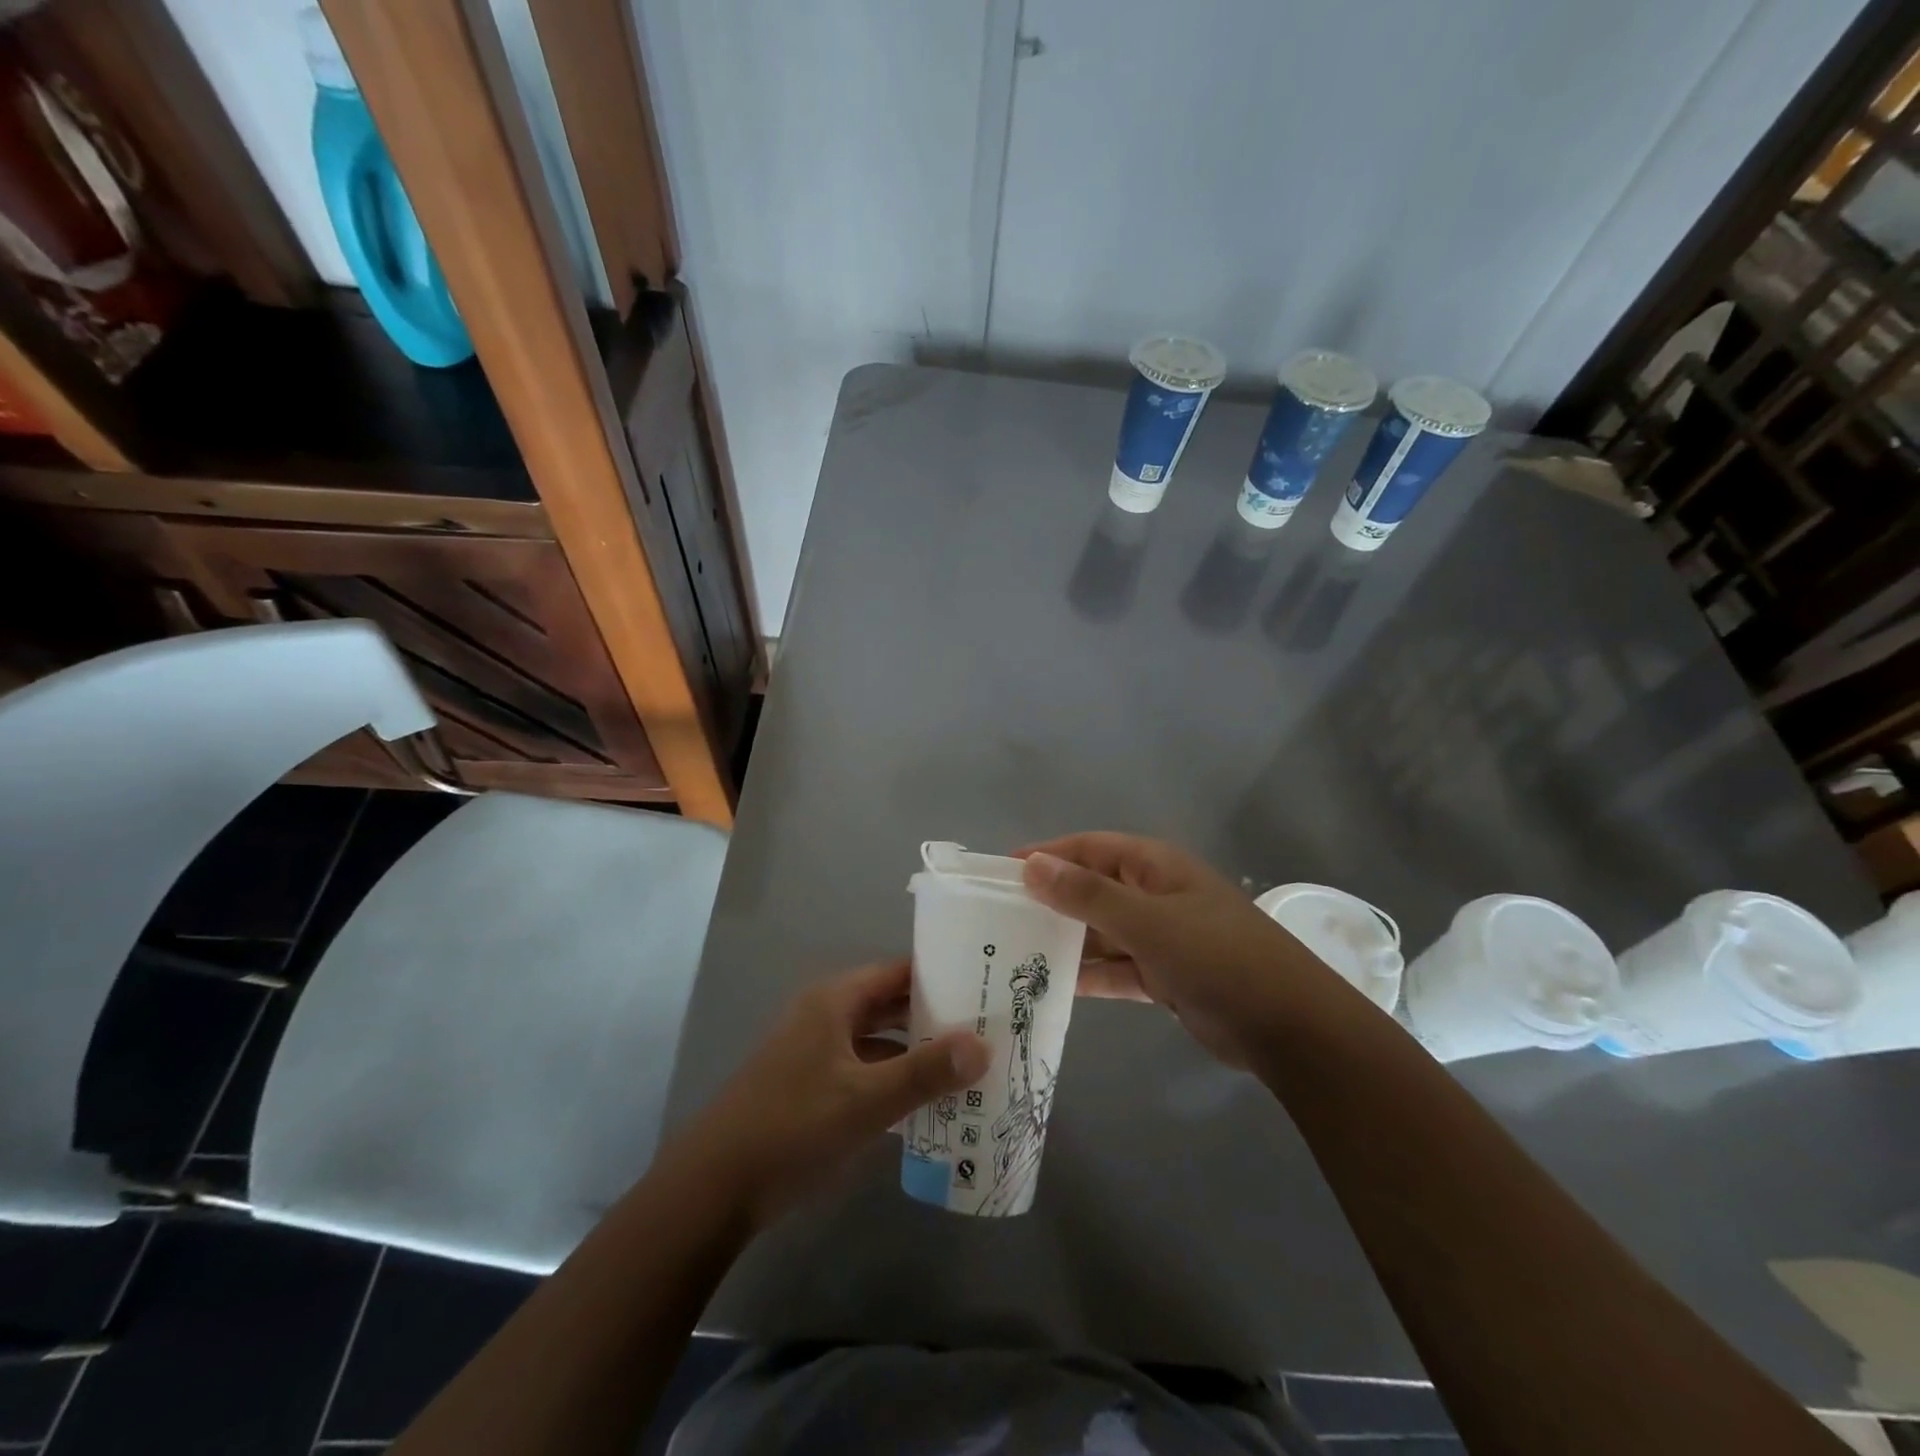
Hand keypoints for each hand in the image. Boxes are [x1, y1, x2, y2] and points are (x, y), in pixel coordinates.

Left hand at [687, 959, 989, 1229]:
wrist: (714, 1189)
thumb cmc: (792, 1127)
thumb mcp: (866, 1100)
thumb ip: (925, 1072)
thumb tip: (984, 1046)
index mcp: (835, 1000)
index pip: (899, 972)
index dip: (941, 976)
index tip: (985, 987)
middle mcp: (827, 1015)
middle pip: (891, 1004)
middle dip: (936, 1017)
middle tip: (989, 1028)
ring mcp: (817, 1052)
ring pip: (880, 1041)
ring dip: (918, 1052)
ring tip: (971, 1065)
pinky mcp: (813, 1087)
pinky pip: (866, 1070)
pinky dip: (895, 1080)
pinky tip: (929, 1103)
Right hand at [1020, 832, 1333, 1066]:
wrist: (1289, 1027)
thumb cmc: (1217, 957)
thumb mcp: (1148, 921)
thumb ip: (1087, 894)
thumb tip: (1031, 865)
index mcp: (1154, 866)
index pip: (1087, 848)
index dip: (1045, 856)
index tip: (998, 874)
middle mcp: (1154, 894)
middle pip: (1091, 888)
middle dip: (1049, 901)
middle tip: (997, 920)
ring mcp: (1160, 936)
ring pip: (1100, 932)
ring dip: (1065, 941)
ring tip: (1013, 955)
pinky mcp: (1164, 975)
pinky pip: (1115, 968)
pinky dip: (1089, 975)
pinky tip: (1051, 986)